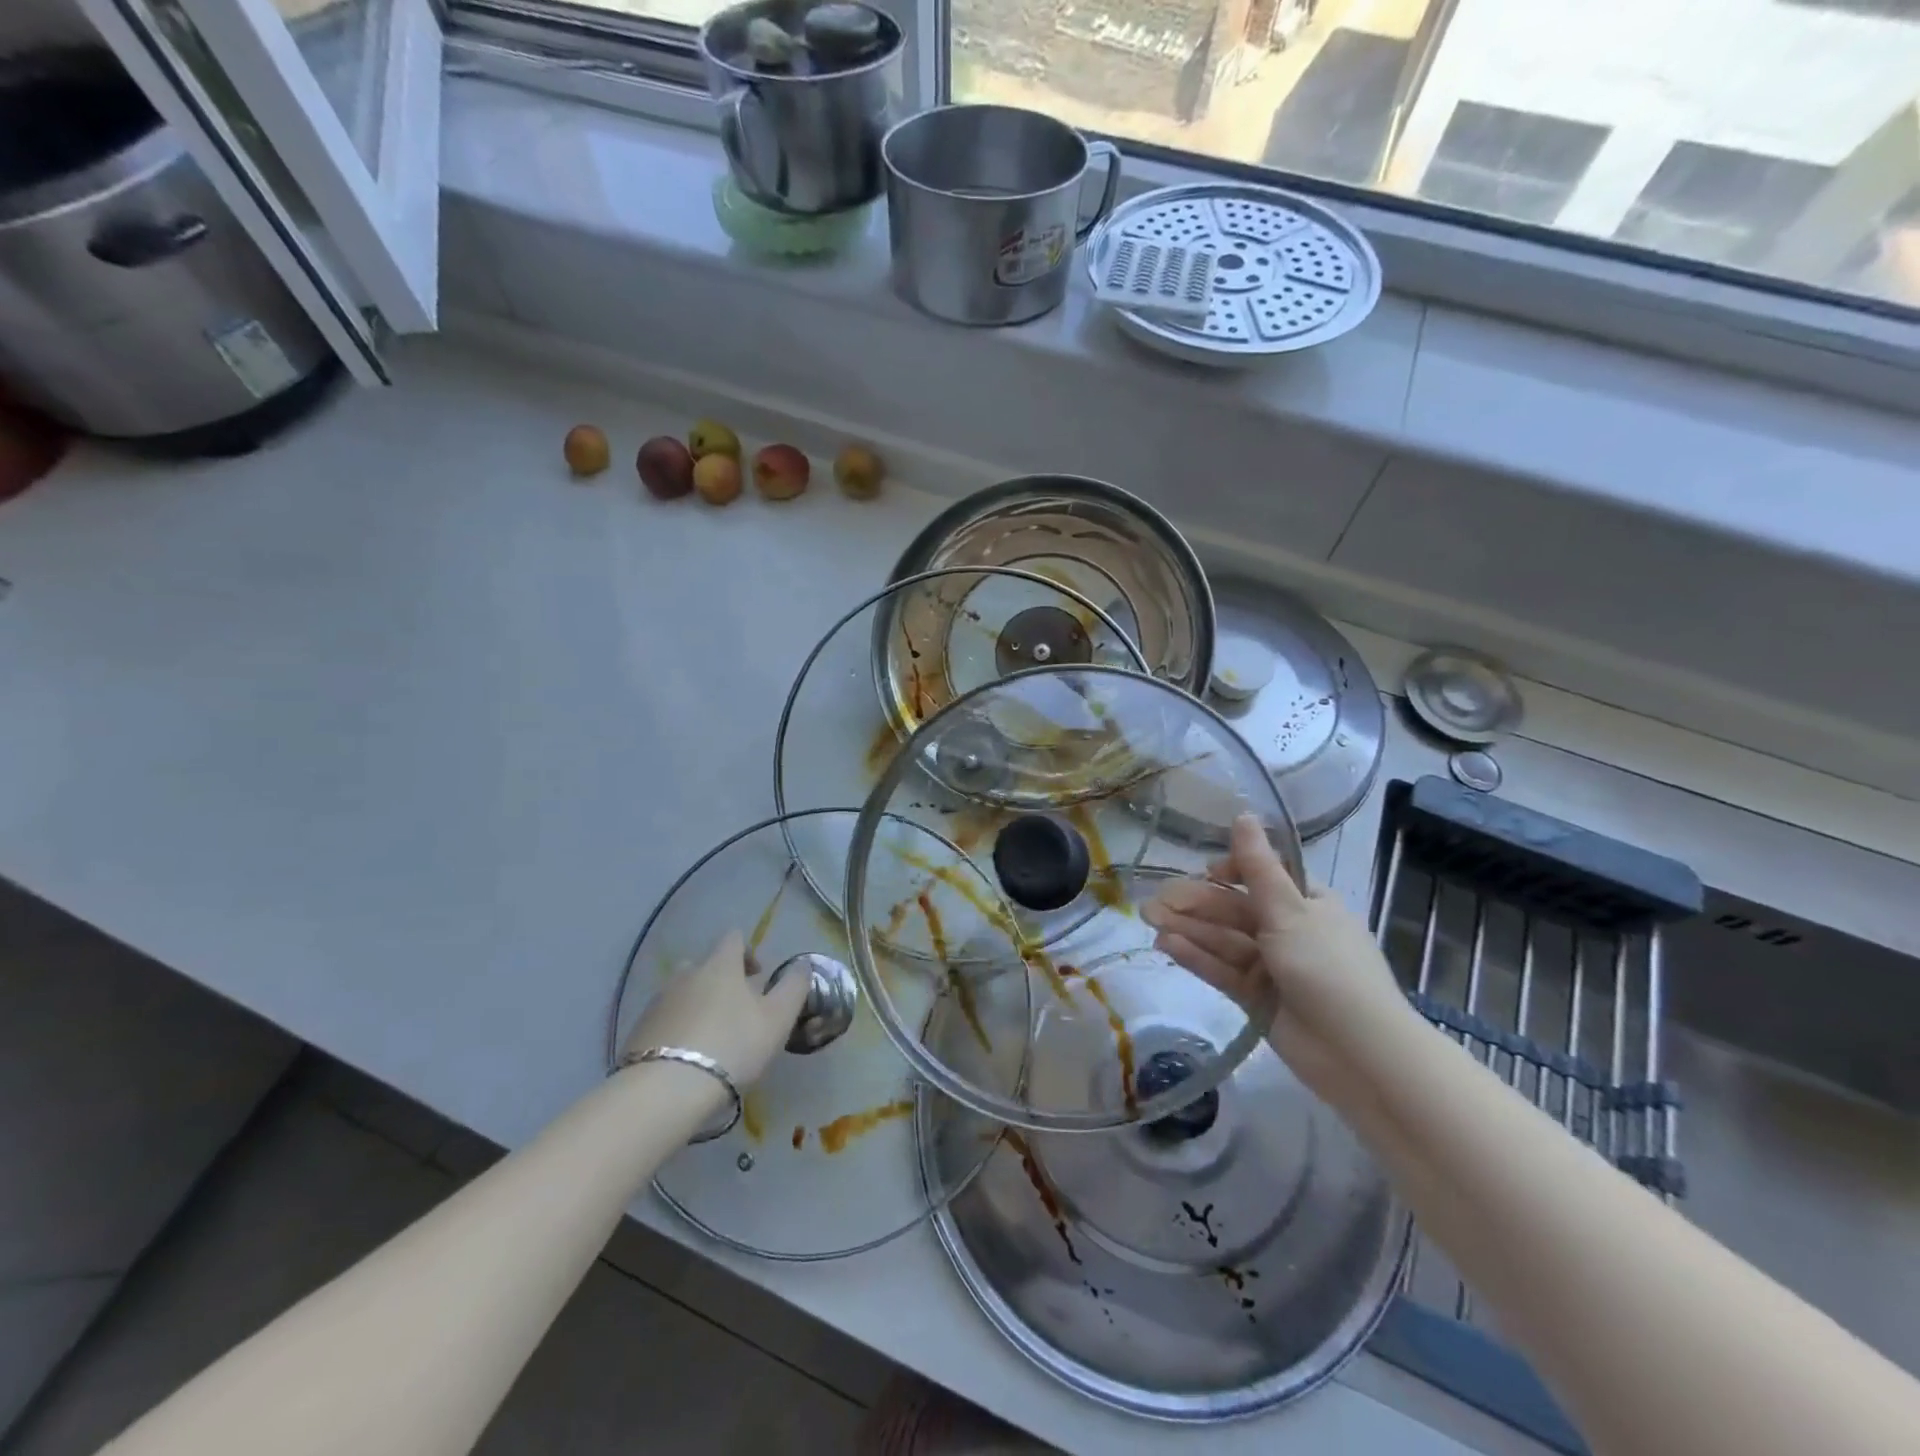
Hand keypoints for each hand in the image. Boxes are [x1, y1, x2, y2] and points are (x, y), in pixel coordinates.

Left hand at [620, 932, 809, 1091]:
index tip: (759, 977)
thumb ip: (794, 987)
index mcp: (720, 965)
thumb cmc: (733, 1046)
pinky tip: (687, 1056)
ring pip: (682, 993)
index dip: (748, 952)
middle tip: (736, 1010)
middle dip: (720, 980)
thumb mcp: (778, 1018)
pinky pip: (664, 1020)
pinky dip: (677, 1029)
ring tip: (711, 1037)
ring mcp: (657, 1002)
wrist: (666, 1089)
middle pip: (704, 965)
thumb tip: (803, 964)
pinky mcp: (637, 1032)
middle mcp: (686, 975)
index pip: (734, 939)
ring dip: (697, 1005)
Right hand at [1142, 815, 1410, 1103]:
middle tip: (1153, 902)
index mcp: (1308, 903)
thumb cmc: (1328, 968)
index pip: (1262, 877)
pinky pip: (1222, 970)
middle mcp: (1289, 930)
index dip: (1230, 871)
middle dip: (1195, 904)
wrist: (1360, 1054)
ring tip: (1150, 921)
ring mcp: (1272, 966)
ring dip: (1189, 929)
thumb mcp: (1290, 911)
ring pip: (1223, 940)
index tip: (1205, 872)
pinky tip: (1167, 945)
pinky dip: (1196, 956)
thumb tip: (1244, 814)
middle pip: (1234, 910)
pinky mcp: (1257, 998)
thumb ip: (1257, 867)